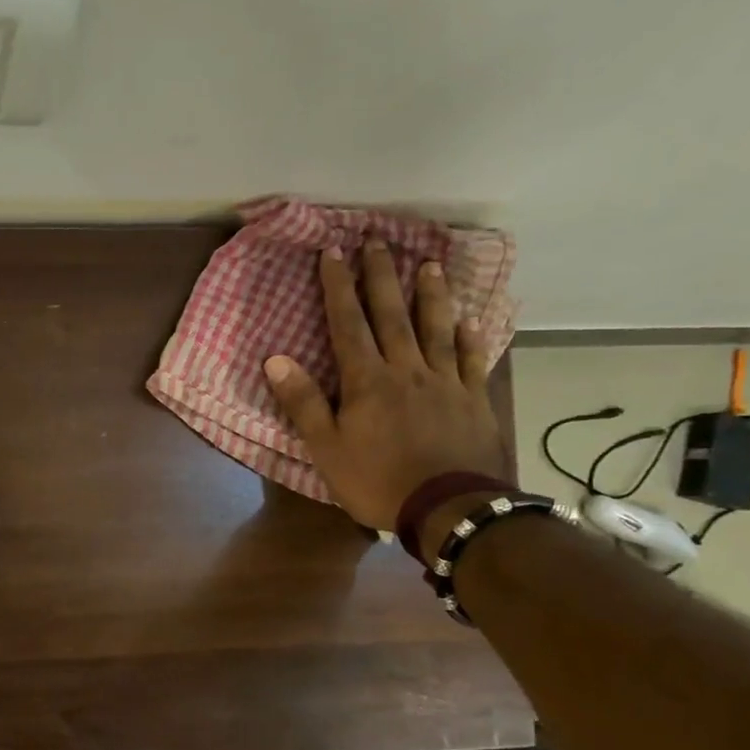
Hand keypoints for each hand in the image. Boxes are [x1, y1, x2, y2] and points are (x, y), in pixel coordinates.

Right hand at [263, 239, 504, 542]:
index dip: (338, 287)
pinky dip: (470, 339)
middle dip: (381, 277)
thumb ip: (303, 402)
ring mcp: (445, 383)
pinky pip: (472, 362)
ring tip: (429, 264)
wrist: (448, 509)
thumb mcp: (326, 448)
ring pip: (436, 329)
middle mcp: (407, 370)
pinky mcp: (473, 401)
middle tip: (378, 240)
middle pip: (392, 315)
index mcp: (367, 380)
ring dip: (430, 295)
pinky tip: (470, 321)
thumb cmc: (377, 481)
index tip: (333, 252)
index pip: (348, 324)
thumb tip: (275, 359)